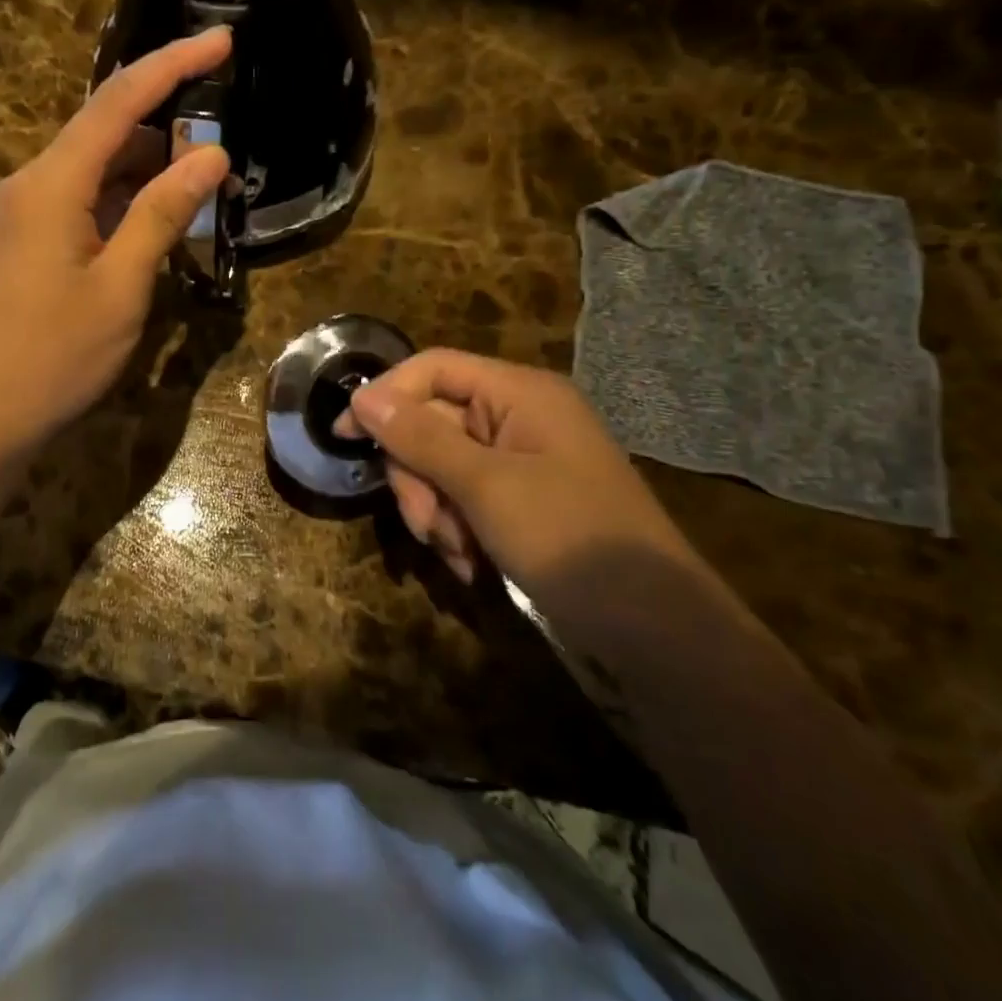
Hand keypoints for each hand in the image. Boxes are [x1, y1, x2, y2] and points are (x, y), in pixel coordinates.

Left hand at [0, 28, 232, 456]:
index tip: (221, 40)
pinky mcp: (19, 243)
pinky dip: (119, 202)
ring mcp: (18, 215)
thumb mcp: (122, 285)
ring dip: (145, 170)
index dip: (172, 65)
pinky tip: (153, 222)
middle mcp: (28, 184)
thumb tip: (211, 156)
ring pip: (92, 170)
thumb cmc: (55, 356)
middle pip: (103, 131)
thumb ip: (163, 212)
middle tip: (222, 145)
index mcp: (50, 183)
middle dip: (165, 127)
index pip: (118, 102)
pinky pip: (77, 202)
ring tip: (199, 185)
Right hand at [343, 350, 690, 588]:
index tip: (345, 437)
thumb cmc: (570, 540)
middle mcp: (518, 416)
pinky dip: (457, 528)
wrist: (656, 632)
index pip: (433, 368)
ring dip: (436, 510)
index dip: (385, 396)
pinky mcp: (522, 500)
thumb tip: (363, 398)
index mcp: (519, 393)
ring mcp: (521, 460)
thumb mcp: (485, 486)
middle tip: (427, 523)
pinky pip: (465, 497)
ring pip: (442, 466)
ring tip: (456, 553)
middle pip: (432, 421)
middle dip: (419, 475)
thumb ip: (420, 437)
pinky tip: (470, 564)